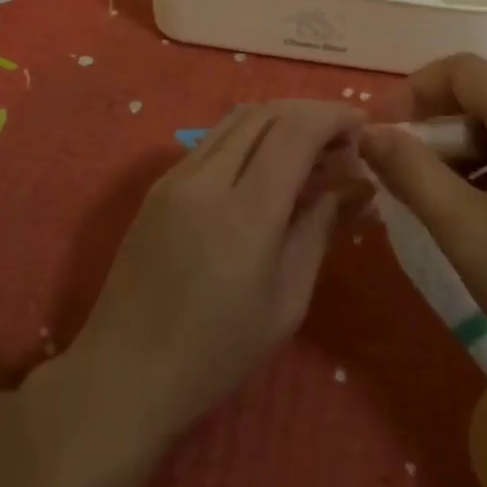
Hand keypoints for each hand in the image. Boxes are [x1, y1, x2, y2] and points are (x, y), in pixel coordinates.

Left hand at [64, 100, 366, 445]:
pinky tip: (268, 169)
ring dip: (281, 121)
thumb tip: (349, 184)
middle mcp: (206, 178)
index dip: (334, 117)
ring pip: (238, 119)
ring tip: (310, 153)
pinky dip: (252, 137)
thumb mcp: (287, 302)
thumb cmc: (216, 353)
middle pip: (267, 112)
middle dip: (312, 114)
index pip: (296, 131)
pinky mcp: (159, 185)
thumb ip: (318, 229)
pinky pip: (214, 140)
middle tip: (342, 144)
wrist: (123, 373)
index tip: (362, 127)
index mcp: (244, 212)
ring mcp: (176, 176)